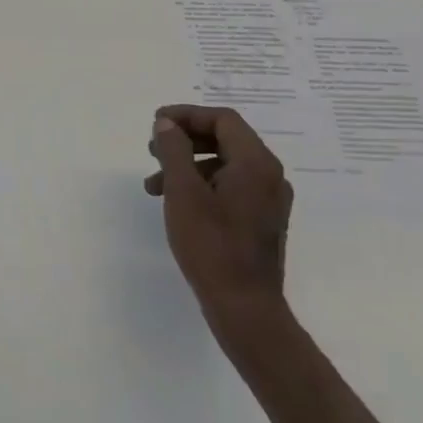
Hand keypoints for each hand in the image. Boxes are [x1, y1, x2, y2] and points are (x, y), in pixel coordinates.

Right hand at [145, 106, 293, 347]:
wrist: (245, 308)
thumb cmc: (212, 245)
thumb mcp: (183, 192)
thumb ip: (174, 150)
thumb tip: (167, 124)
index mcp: (256, 163)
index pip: (222, 120)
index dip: (186, 115)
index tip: (156, 123)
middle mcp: (269, 176)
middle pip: (225, 139)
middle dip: (185, 140)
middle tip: (152, 149)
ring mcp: (269, 200)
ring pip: (225, 164)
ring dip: (188, 165)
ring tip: (154, 184)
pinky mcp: (262, 220)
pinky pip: (230, 186)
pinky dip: (201, 185)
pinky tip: (177, 203)